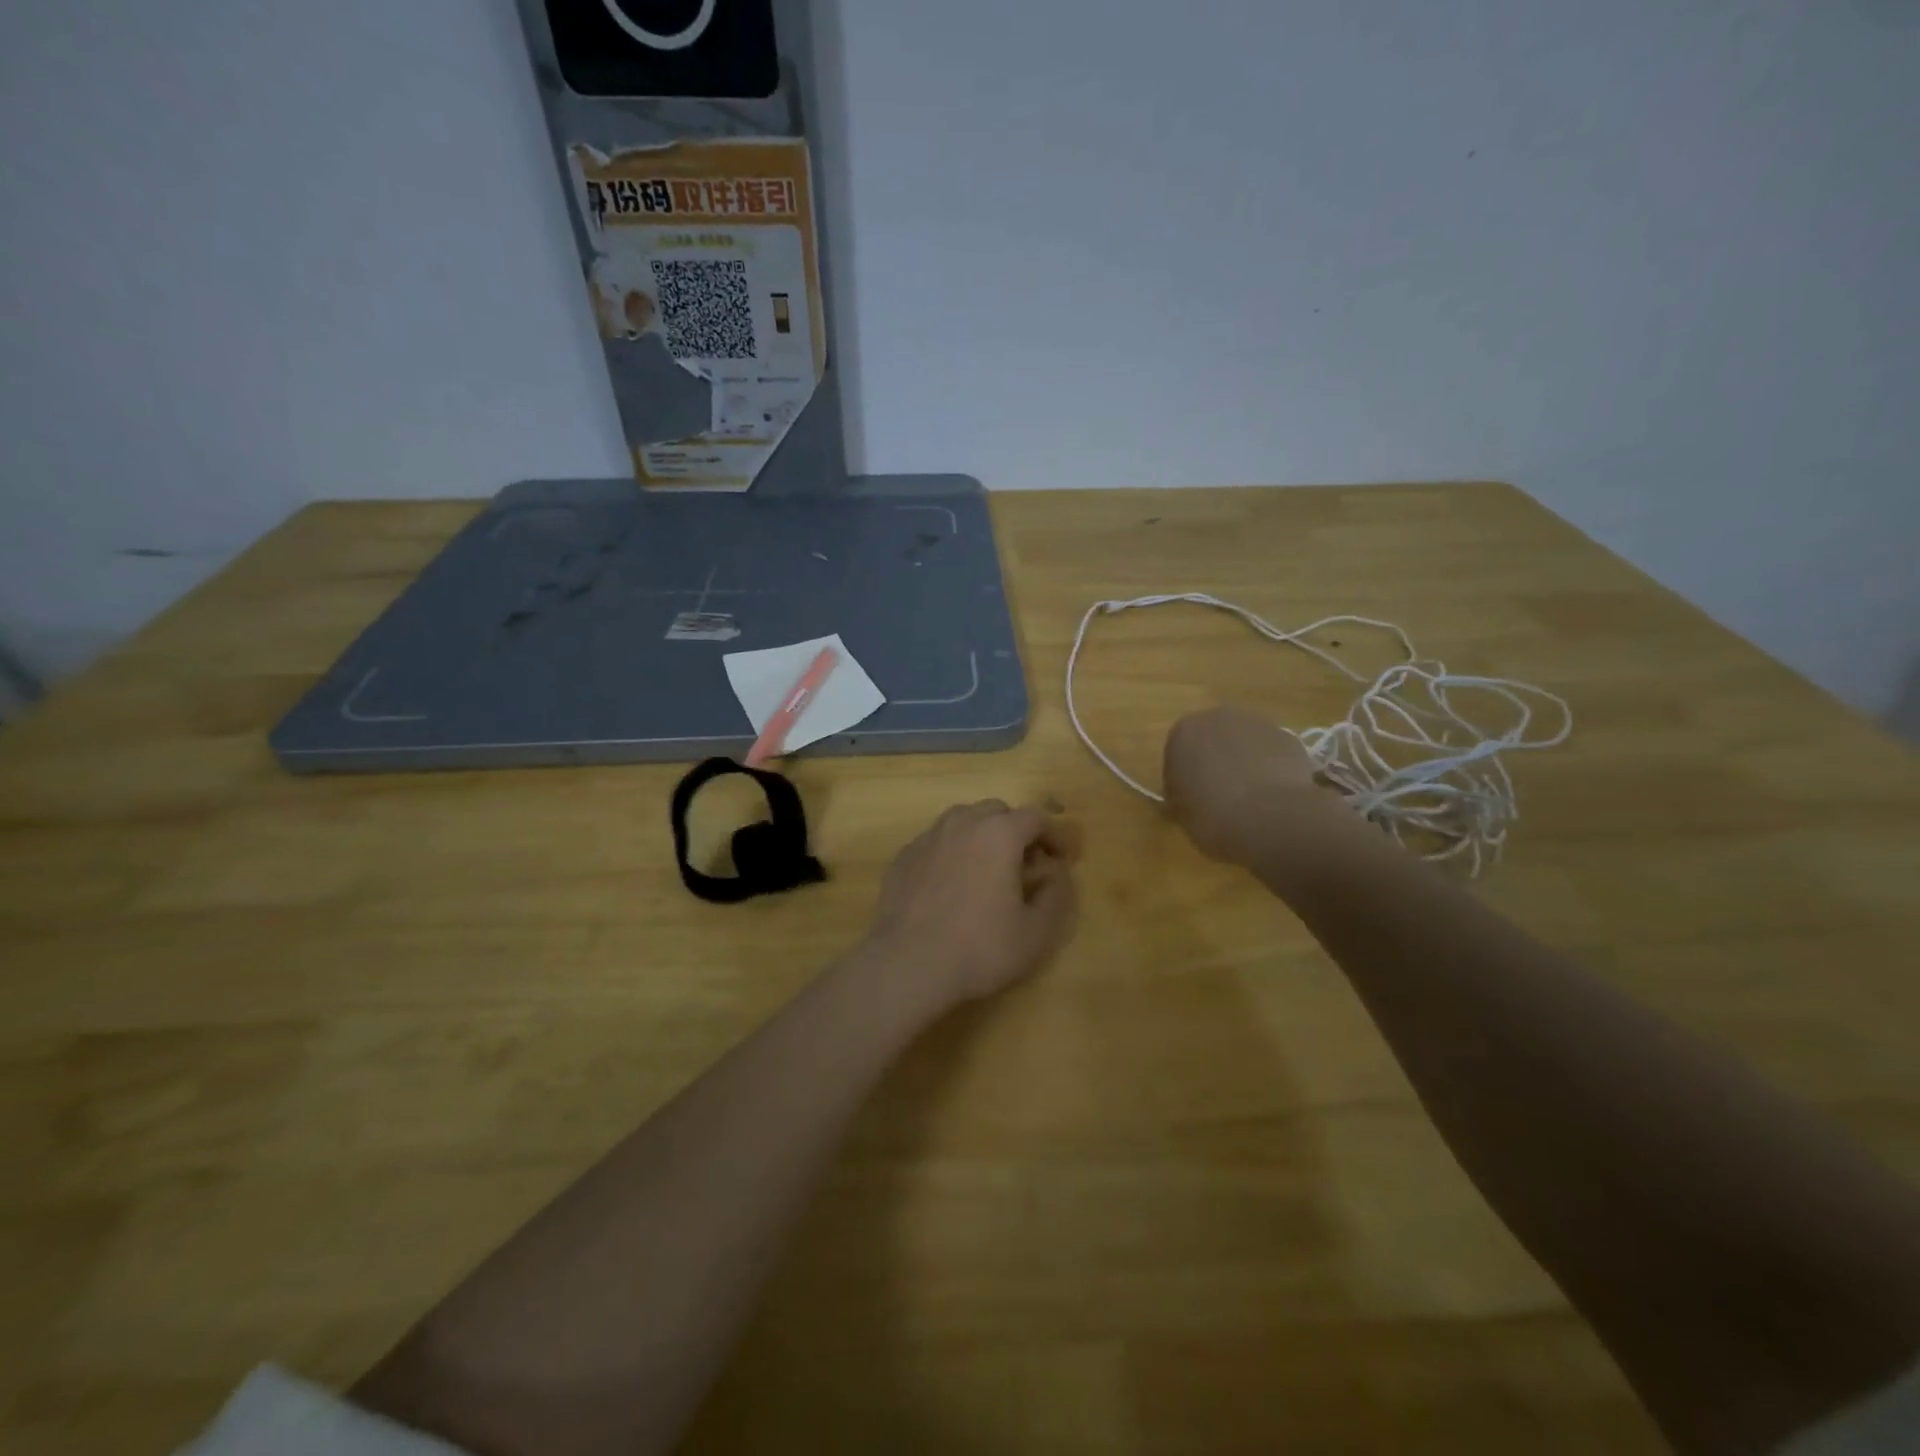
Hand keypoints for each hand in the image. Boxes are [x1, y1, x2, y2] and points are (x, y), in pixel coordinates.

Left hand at [868, 801, 1082, 1010]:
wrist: (907, 964)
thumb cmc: (979, 948)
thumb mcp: (1036, 932)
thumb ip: (1057, 896)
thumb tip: (1058, 874)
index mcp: (999, 833)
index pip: (1036, 817)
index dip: (1054, 836)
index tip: (1062, 860)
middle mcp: (962, 823)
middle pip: (997, 812)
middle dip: (1016, 831)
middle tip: (1025, 864)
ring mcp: (927, 838)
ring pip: (962, 821)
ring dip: (982, 836)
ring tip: (987, 870)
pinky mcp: (903, 856)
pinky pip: (936, 842)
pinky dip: (952, 853)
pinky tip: (951, 884)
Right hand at [1163, 706, 1330, 865]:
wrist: (1267, 816)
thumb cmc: (1210, 814)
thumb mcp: (1180, 810)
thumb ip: (1181, 792)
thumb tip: (1190, 793)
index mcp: (1183, 732)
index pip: (1179, 751)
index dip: (1186, 776)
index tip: (1193, 798)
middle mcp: (1219, 717)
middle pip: (1215, 738)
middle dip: (1218, 760)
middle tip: (1222, 794)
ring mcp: (1258, 724)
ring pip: (1247, 743)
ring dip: (1247, 761)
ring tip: (1253, 798)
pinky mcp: (1290, 738)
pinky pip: (1274, 753)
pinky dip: (1273, 768)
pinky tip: (1275, 795)